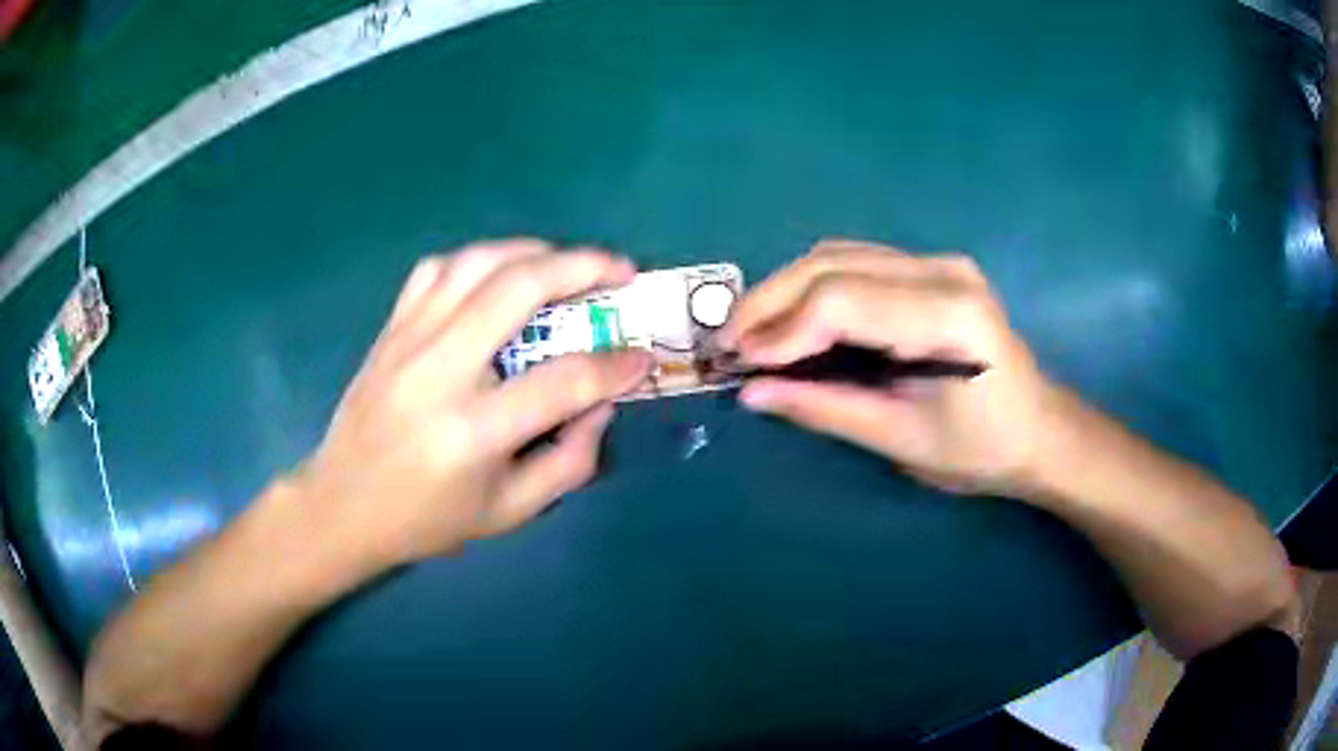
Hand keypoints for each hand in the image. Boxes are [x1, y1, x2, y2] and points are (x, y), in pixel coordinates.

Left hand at [289, 240, 652, 575]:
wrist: (342, 505)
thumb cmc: (427, 520)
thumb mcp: (509, 512)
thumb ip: (570, 461)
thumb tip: (603, 402)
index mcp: (473, 432)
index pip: (564, 381)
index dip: (616, 365)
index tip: (643, 356)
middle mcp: (439, 372)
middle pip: (518, 289)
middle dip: (583, 268)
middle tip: (620, 269)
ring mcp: (408, 342)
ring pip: (476, 263)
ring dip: (534, 251)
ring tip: (568, 263)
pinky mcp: (389, 330)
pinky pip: (436, 270)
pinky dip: (478, 260)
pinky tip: (500, 273)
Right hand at [721, 239, 1062, 497]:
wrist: (1039, 429)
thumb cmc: (981, 449)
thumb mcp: (901, 439)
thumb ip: (826, 408)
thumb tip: (753, 392)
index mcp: (948, 315)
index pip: (843, 300)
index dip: (782, 329)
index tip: (740, 363)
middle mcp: (943, 271)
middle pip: (832, 265)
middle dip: (770, 301)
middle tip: (729, 343)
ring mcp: (939, 262)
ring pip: (838, 256)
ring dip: (786, 290)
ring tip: (754, 333)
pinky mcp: (932, 268)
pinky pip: (856, 263)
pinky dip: (814, 288)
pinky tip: (796, 319)